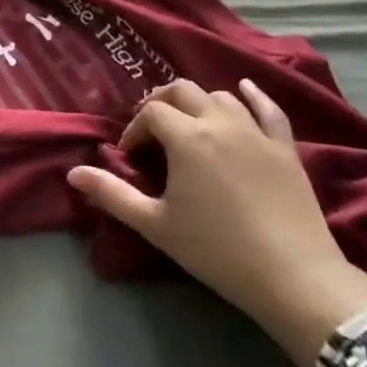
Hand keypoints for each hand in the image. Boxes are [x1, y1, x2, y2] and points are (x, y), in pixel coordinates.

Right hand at [68, 80, 366, 366]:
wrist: (293, 276)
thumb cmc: (216, 250)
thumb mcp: (155, 224)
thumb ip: (112, 194)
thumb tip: (73, 173)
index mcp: (186, 137)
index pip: (151, 113)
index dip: (135, 128)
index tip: (131, 156)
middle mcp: (219, 122)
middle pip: (183, 91)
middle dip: (161, 104)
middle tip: (153, 132)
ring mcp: (256, 132)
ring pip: (221, 96)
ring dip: (199, 103)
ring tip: (190, 125)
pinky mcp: (285, 147)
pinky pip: (269, 109)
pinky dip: (253, 95)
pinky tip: (244, 89)